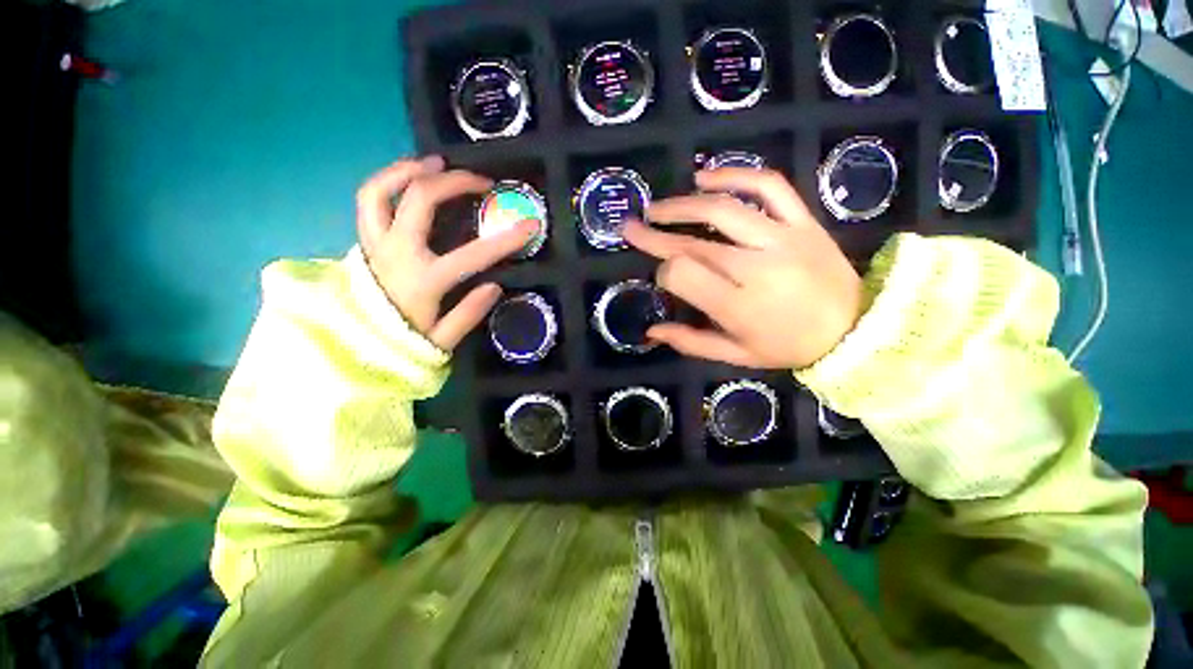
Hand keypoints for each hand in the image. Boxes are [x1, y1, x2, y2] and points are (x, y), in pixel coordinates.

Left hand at [356, 156, 536, 350]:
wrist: (357, 346)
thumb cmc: (403, 343)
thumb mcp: (443, 340)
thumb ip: (469, 313)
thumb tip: (496, 285)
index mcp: (424, 281)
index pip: (473, 254)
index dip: (507, 239)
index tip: (531, 225)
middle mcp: (397, 253)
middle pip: (421, 199)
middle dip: (456, 182)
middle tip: (482, 181)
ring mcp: (375, 242)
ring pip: (381, 190)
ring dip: (410, 169)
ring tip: (436, 163)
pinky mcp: (365, 240)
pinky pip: (368, 200)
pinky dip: (387, 181)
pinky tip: (409, 178)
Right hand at [623, 168, 862, 368]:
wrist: (856, 327)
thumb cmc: (789, 346)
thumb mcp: (736, 355)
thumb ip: (690, 342)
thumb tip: (651, 332)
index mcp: (739, 306)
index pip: (683, 275)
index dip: (664, 272)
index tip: (663, 276)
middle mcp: (756, 267)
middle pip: (694, 244)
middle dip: (655, 236)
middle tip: (630, 228)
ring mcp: (783, 238)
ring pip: (722, 210)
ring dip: (681, 206)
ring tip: (656, 208)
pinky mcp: (803, 220)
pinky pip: (769, 186)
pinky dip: (734, 175)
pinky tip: (705, 178)